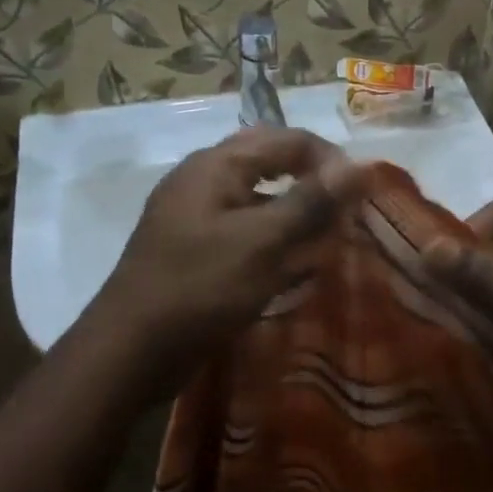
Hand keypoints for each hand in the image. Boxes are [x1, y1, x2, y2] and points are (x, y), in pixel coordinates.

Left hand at [93, 126, 365, 387]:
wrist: (130, 351)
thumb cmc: (200, 288)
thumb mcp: (262, 242)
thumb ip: (311, 202)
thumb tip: (362, 165)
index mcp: (217, 165)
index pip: (288, 139)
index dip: (330, 161)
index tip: (362, 197)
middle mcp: (203, 179)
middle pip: (270, 162)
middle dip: (312, 183)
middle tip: (346, 213)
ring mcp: (195, 215)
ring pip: (258, 198)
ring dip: (295, 213)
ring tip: (327, 239)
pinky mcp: (194, 249)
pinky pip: (244, 230)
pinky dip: (273, 241)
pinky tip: (293, 267)